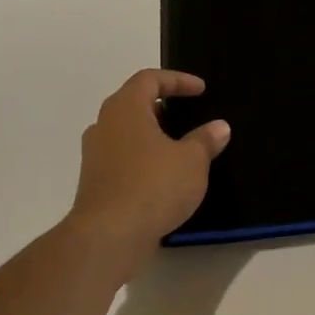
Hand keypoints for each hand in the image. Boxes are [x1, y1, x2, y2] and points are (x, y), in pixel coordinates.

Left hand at [68, 69, 229, 268]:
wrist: (109, 235)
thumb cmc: (153, 186)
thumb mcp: (192, 161)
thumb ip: (205, 140)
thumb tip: (219, 127)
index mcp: (126, 109)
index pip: (149, 79)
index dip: (177, 80)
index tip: (201, 90)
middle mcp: (105, 125)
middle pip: (133, 103)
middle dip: (163, 106)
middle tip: (188, 115)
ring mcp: (95, 154)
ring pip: (127, 132)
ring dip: (153, 134)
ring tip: (180, 146)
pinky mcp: (96, 181)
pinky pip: (123, 157)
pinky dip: (144, 157)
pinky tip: (165, 175)